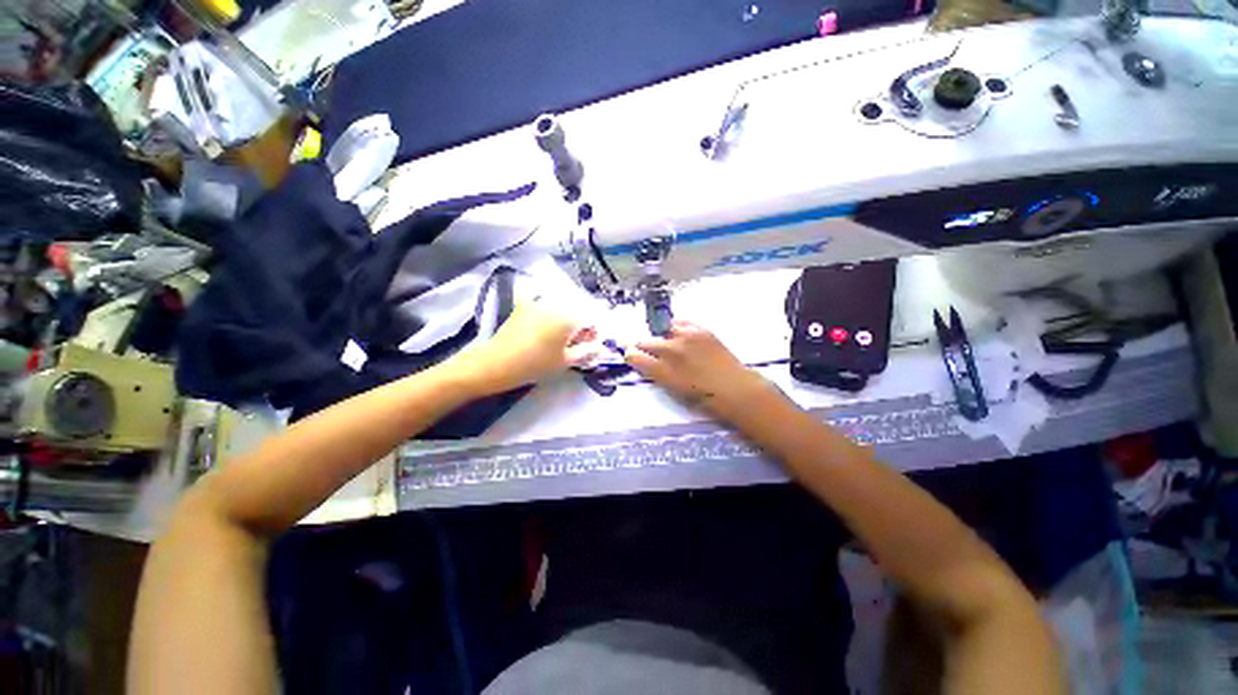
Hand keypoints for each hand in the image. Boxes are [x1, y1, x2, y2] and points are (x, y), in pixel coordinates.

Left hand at [453, 301, 597, 394]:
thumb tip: (601, 347)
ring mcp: (537, 303)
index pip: (591, 320)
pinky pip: (543, 308)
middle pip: (576, 312)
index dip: (593, 334)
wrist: (496, 363)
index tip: (587, 347)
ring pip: (560, 310)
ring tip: (556, 341)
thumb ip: (587, 352)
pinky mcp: (523, 307)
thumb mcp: (566, 361)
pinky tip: (541, 333)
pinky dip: (547, 318)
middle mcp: (556, 304)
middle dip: (578, 327)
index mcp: (569, 316)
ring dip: (563, 322)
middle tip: (572, 346)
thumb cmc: (535, 364)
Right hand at [625, 319, 775, 417]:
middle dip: (641, 345)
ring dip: (660, 336)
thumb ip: (656, 374)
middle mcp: (671, 351)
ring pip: (662, 329)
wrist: (734, 388)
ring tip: (667, 342)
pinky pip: (680, 322)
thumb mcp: (673, 390)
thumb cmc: (703, 397)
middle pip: (645, 341)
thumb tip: (645, 362)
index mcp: (663, 371)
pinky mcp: (700, 329)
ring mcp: (686, 337)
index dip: (630, 355)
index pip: (635, 357)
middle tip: (645, 349)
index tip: (629, 354)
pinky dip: (676, 328)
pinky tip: (679, 334)